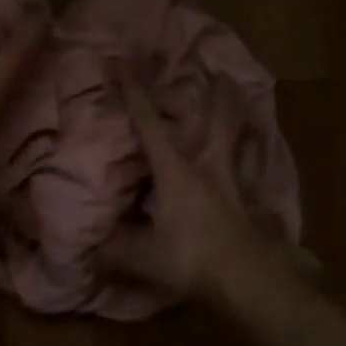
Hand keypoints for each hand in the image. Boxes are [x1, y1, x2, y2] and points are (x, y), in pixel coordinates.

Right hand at [103, 74, 288, 306]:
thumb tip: (88, 252)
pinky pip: (253, 182)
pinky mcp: (251, 210)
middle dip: (218, 99)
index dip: (135, 94)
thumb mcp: (144, 258)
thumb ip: (115, 252)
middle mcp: (208, 170)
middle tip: (224, 75)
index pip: (150, 126)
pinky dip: (254, 172)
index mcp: (176, 172)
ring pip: (240, 147)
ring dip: (244, 128)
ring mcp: (234, 188)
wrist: (247, 281)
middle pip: (216, 125)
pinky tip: (257, 177)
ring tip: (251, 111)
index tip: (125, 64)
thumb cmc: (191, 258)